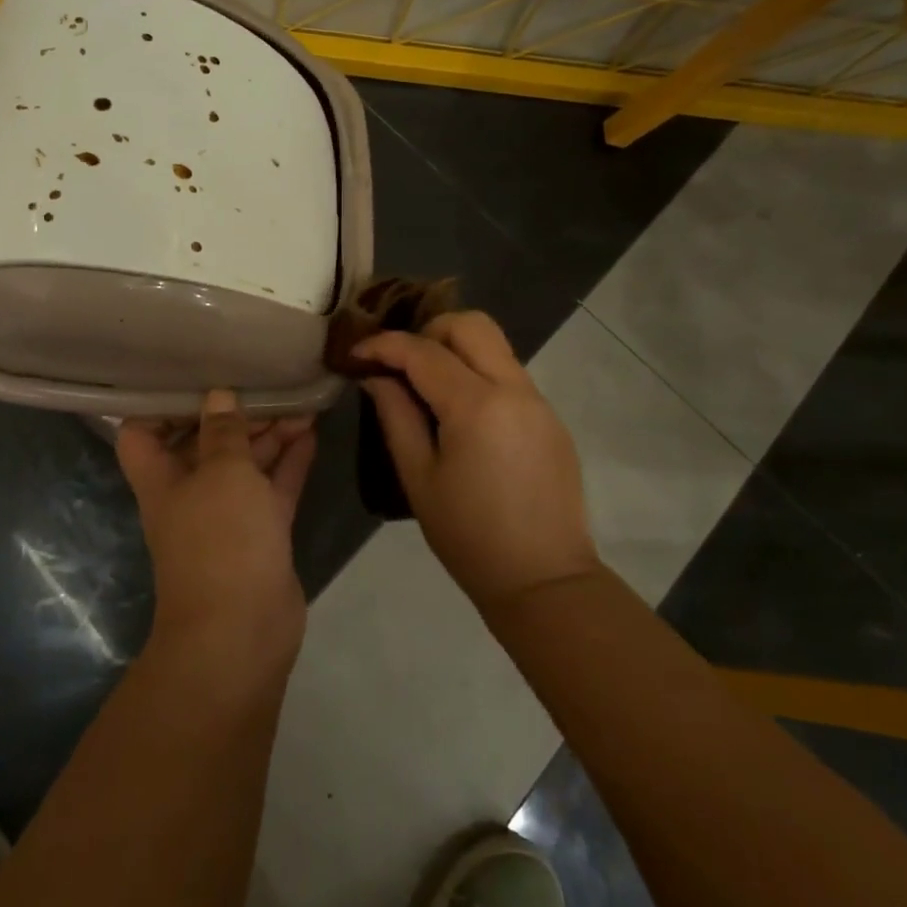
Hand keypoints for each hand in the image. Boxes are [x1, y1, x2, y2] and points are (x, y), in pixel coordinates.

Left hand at [117, 392, 316, 664]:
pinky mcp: (260, 535)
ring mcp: (226, 517)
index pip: (143, 432)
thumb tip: (219, 396)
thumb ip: (224, 432)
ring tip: (301, 403)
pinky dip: (289, 463)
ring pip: (245, 466)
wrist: (243, 632)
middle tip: (270, 385)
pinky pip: (272, 489)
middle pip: (205, 444)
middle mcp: (189, 494)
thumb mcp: (223, 472)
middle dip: (235, 416)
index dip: (162, 405)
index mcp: (162, 478)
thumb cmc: (221, 539)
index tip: (196, 377)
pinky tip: (311, 434)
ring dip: (269, 436)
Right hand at [354, 312, 598, 610]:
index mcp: (476, 406)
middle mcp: (514, 389)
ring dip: (455, 350)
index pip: (423, 351)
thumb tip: (377, 377)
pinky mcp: (551, 418)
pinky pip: (509, 374)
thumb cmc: (469, 536)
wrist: (544, 581)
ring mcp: (539, 401)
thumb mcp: (418, 477)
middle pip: (470, 325)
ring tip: (426, 386)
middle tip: (401, 364)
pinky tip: (460, 414)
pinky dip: (478, 374)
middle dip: (428, 331)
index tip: (356, 353)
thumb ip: (396, 416)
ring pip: (494, 345)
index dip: (383, 345)